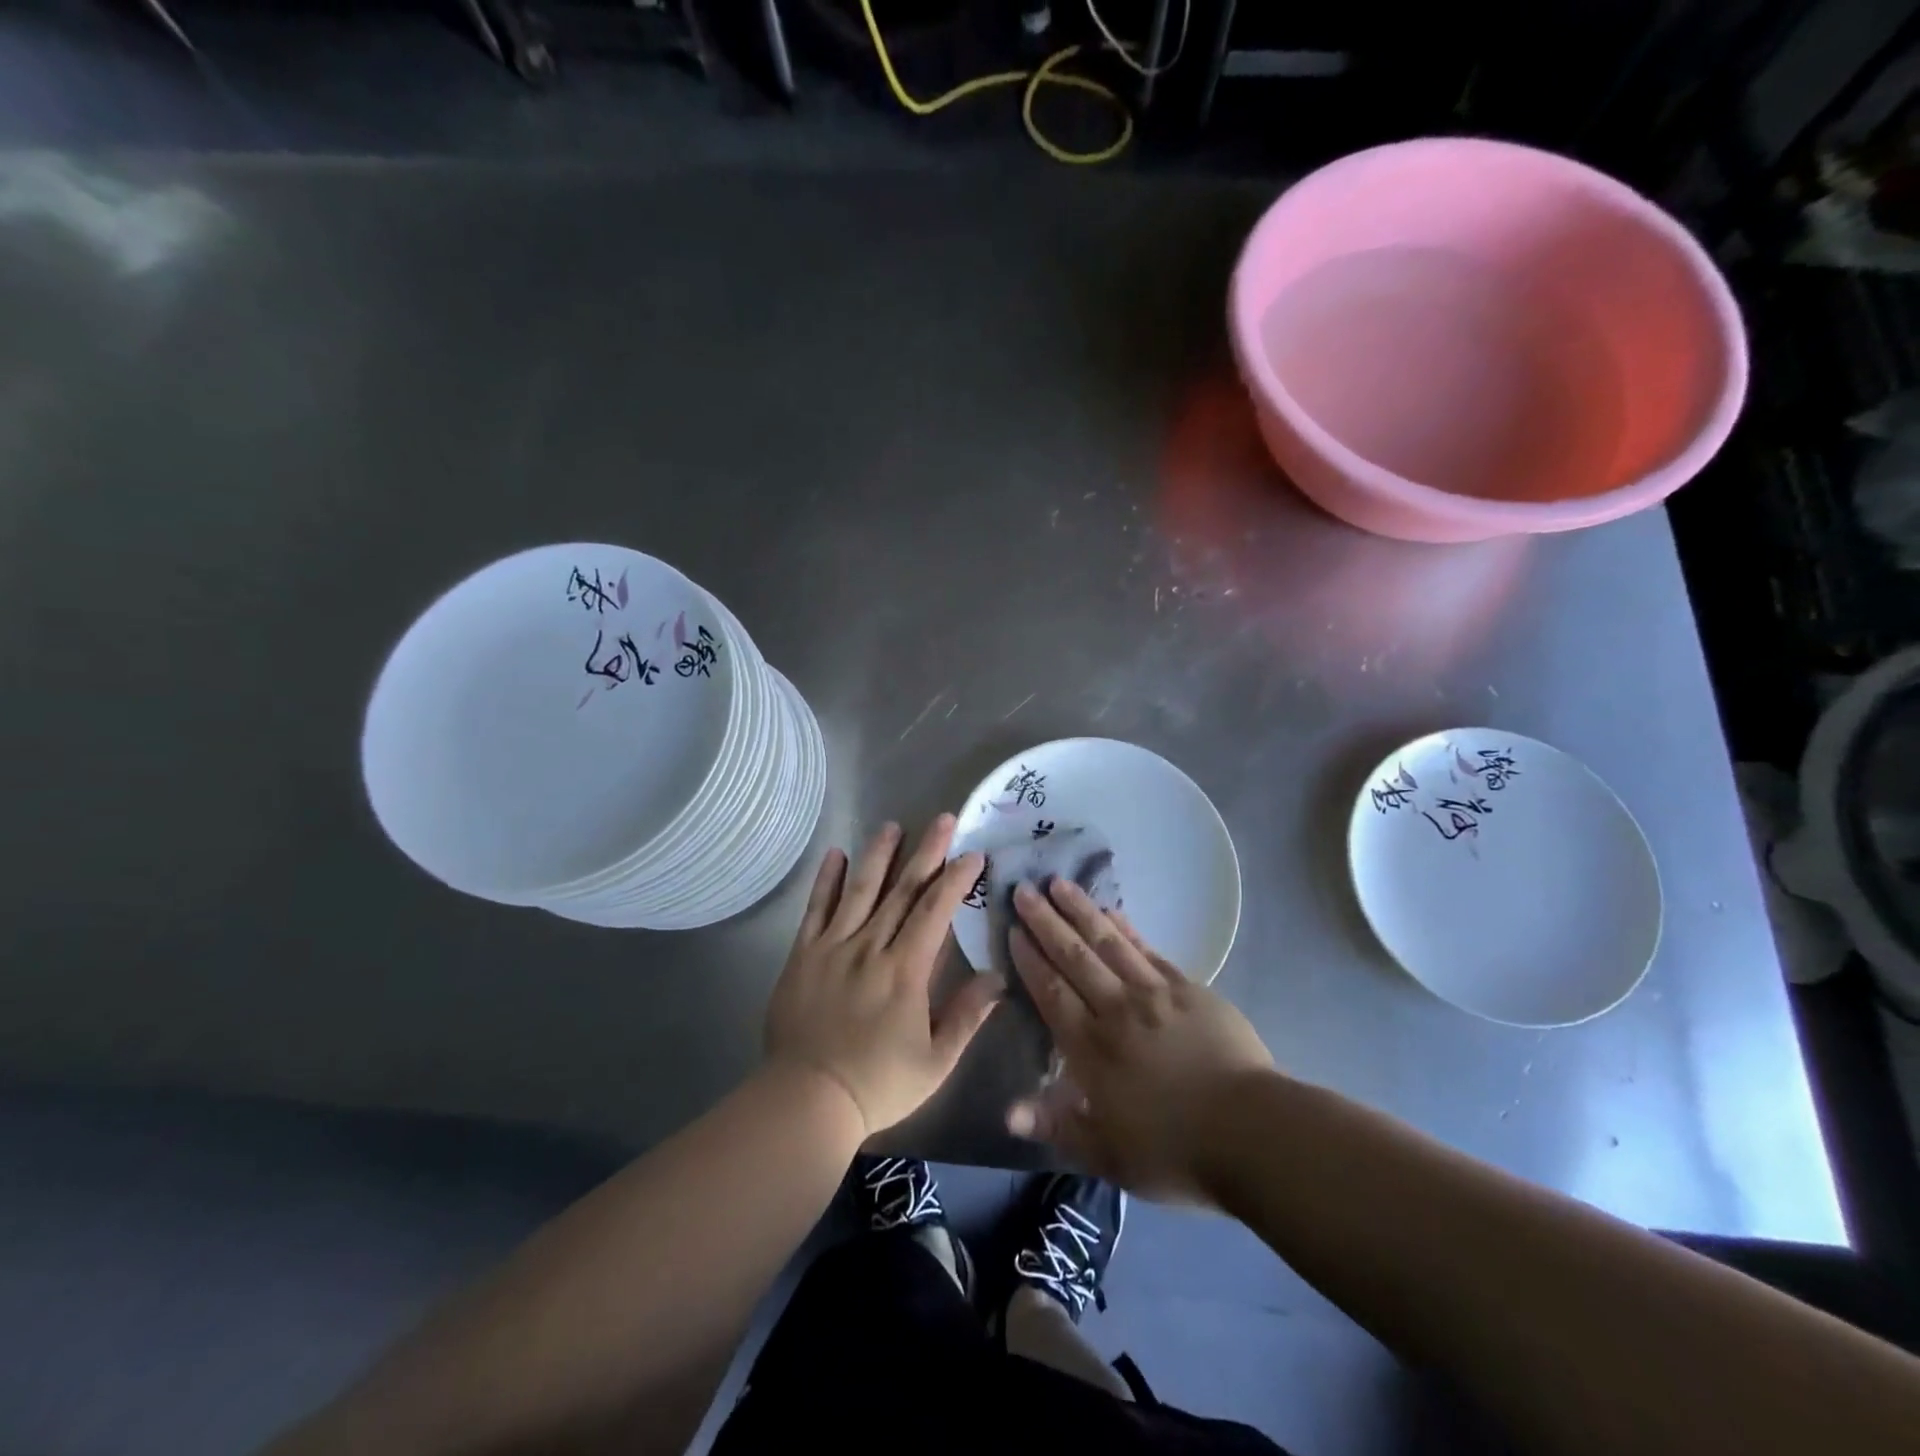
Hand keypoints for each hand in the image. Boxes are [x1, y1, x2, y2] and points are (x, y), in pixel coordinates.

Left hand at [764, 817, 1003, 1136]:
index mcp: (905, 971)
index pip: (935, 912)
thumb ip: (967, 1015)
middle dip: (926, 852)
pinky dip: (826, 880)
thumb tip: (997, 977)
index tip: (972, 853)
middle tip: (942, 819)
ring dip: (878, 855)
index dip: (955, 879)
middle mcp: (870, 947)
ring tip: (892, 825)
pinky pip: (816, 910)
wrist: (807, 1100)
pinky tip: (835, 854)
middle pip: (902, 891)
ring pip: (860, 890)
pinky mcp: (803, 955)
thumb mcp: (935, 1061)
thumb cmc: (878, 1084)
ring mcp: (833, 947)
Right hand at [1007, 878, 1273, 1204]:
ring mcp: (1155, 994)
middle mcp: (1117, 1010)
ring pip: (1109, 942)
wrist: (1252, 1132)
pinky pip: (1148, 950)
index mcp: (1092, 1049)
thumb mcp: (1107, 1154)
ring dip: (1081, 911)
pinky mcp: (1189, 989)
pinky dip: (1127, 929)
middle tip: (1023, 889)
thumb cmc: (1175, 1151)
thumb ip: (1056, 1125)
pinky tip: (1113, 911)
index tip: (1012, 930)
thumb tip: (1007, 1111)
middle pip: (1075, 957)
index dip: (1030, 960)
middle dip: (1045, 922)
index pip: (1051, 992)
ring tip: (1059, 883)